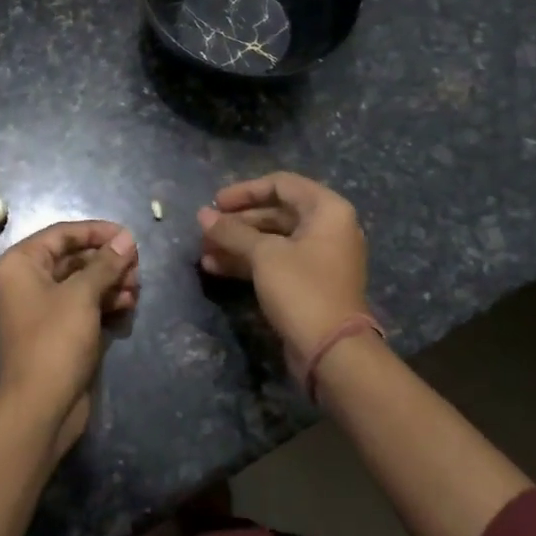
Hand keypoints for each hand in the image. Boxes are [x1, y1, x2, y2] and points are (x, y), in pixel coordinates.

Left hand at [0, 220, 138, 453]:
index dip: (96, 231)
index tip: (128, 236)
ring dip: (111, 282)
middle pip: (74, 257)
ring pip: (83, 282)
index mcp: (21, 264)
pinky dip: (105, 302)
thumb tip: (126, 238)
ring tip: (136, 289)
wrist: (40, 407)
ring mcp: (43, 308)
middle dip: (107, 260)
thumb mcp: (81, 295)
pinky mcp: (59, 331)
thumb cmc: (55, 340)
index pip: (62, 234)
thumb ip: (105, 263)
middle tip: (137, 268)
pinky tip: (128, 305)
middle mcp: (28, 281)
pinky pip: (84, 305)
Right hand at [198, 173, 369, 360]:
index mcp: (327, 210)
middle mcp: (327, 228)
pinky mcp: (308, 283)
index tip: (215, 203)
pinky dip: (248, 262)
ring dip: (237, 244)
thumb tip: (202, 215)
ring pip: (272, 240)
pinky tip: (216, 268)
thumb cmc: (302, 289)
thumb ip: (232, 231)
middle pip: (275, 212)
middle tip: (205, 230)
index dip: (245, 191)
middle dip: (237, 222)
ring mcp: (319, 257)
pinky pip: (275, 262)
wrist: (332, 351)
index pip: (281, 184)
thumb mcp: (263, 254)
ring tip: (204, 253)